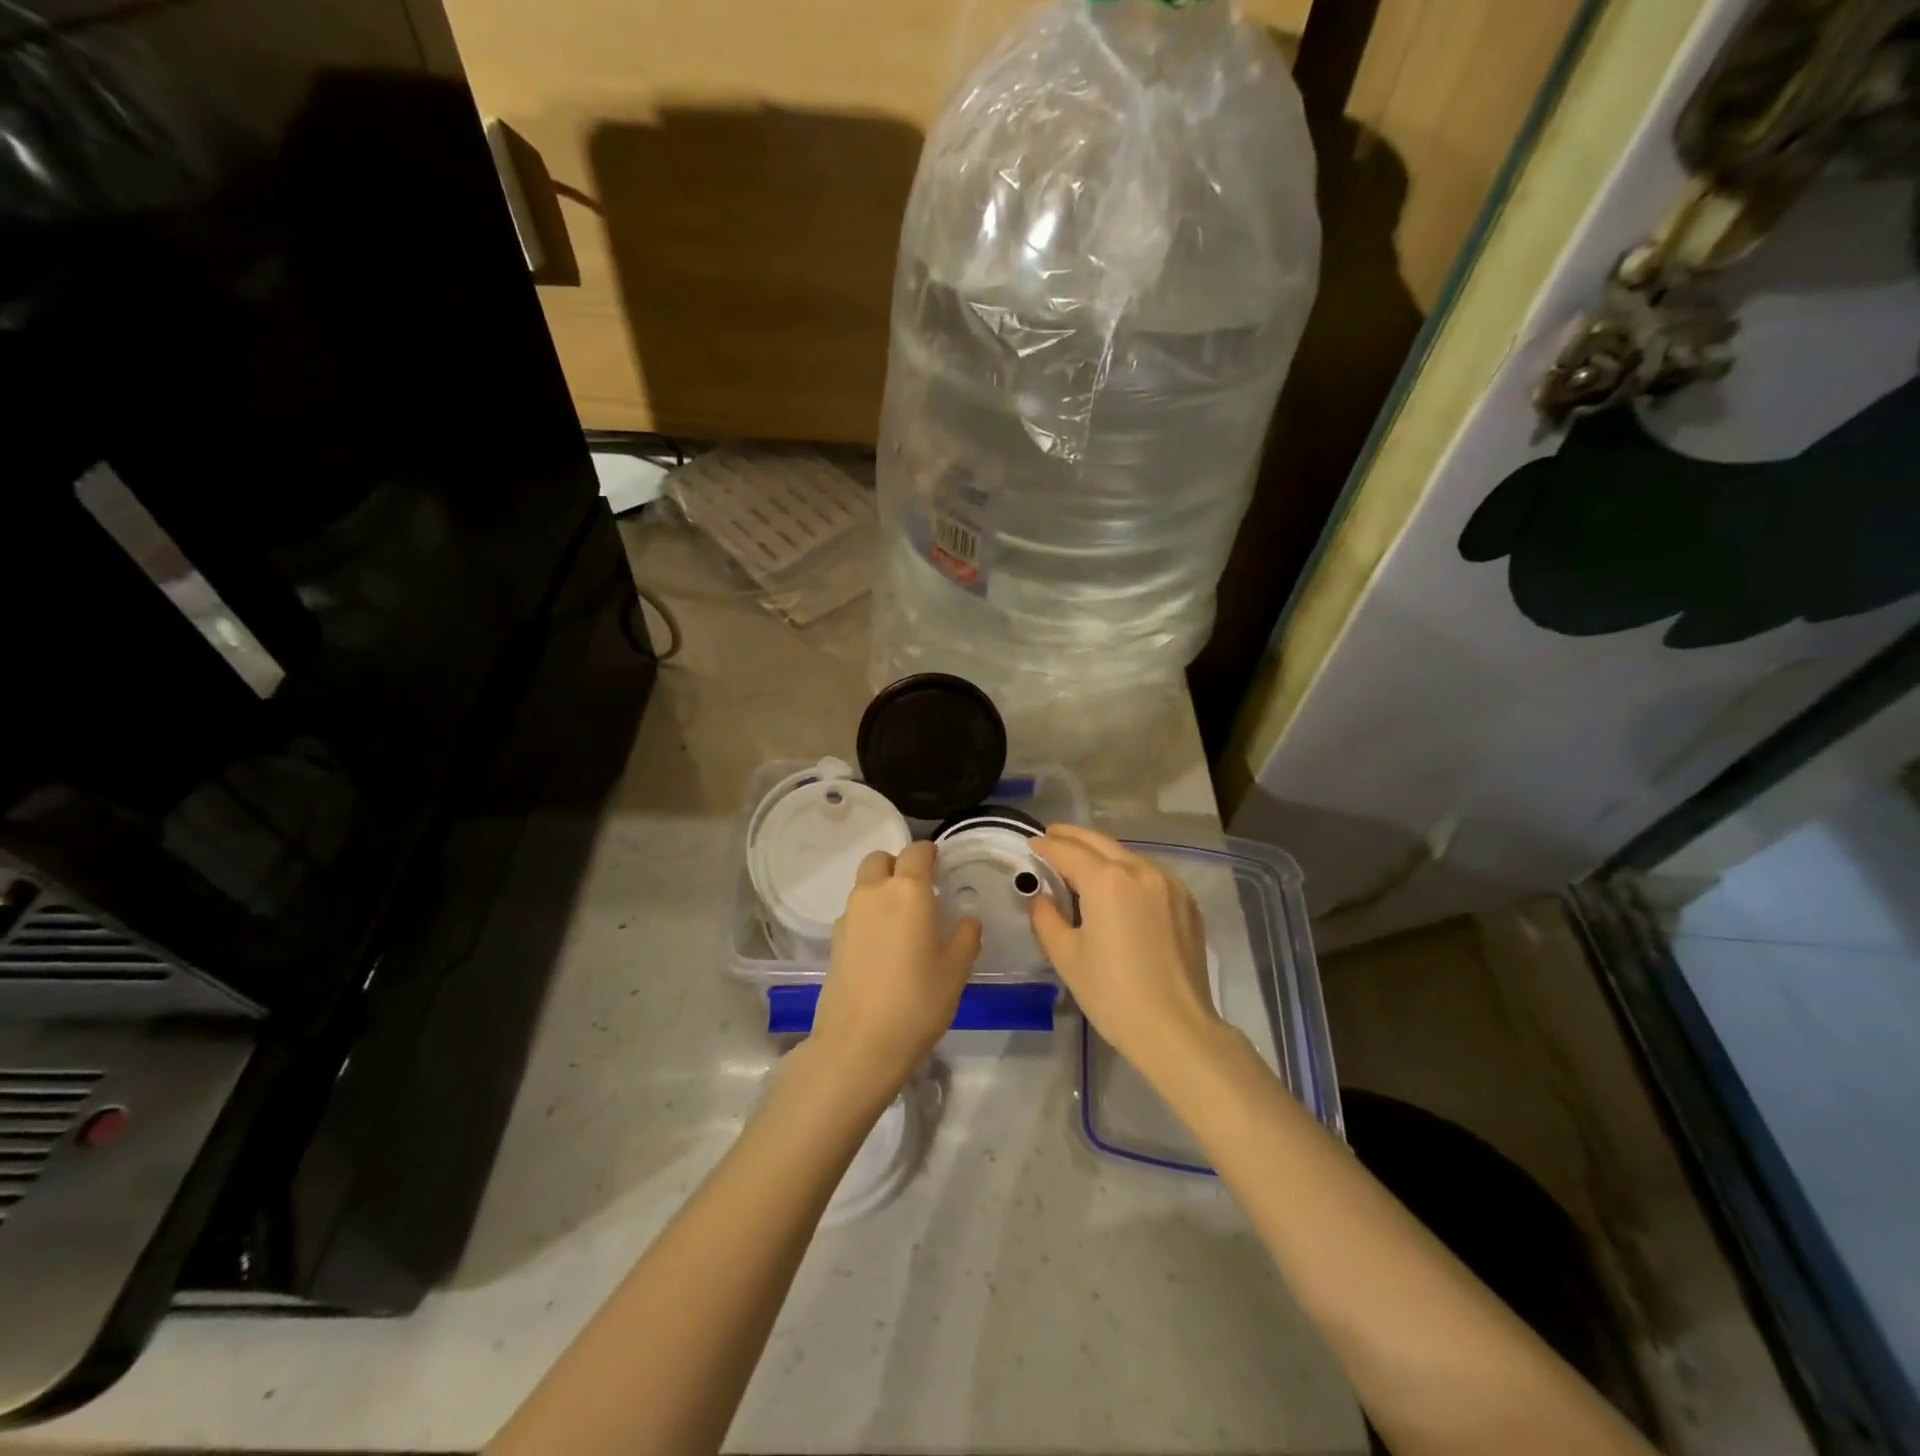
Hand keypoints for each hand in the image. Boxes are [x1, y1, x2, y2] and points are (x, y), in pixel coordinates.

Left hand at [811, 841, 980, 1096]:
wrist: (859, 1043)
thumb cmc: (917, 1001)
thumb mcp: (956, 970)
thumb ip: (966, 937)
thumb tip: (968, 921)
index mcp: (907, 891)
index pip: (916, 852)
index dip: (929, 853)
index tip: (940, 865)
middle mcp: (873, 893)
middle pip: (879, 860)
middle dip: (897, 865)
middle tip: (917, 890)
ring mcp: (848, 916)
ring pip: (864, 886)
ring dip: (880, 890)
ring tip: (901, 922)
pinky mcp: (833, 941)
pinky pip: (854, 913)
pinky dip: (868, 916)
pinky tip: (882, 947)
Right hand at [1030, 825, 1224, 1077]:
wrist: (1176, 1028)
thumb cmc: (1113, 994)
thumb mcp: (1067, 957)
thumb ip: (1047, 919)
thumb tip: (1042, 899)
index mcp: (1107, 880)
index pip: (1068, 851)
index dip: (1046, 846)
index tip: (1031, 844)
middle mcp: (1140, 870)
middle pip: (1099, 842)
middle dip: (1072, 836)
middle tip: (1051, 836)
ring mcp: (1168, 884)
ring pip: (1127, 855)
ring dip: (1101, 852)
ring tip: (1081, 860)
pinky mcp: (1186, 902)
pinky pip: (1149, 873)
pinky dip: (1127, 870)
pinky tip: (1118, 885)